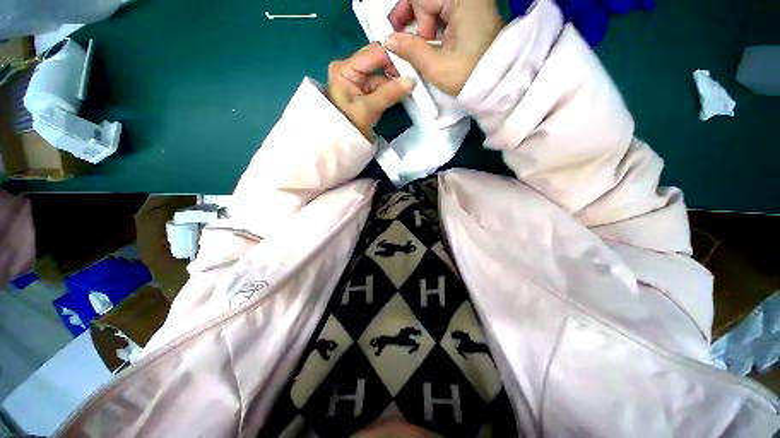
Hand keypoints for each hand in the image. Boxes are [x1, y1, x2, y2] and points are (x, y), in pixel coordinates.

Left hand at [327, 43, 414, 138]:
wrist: (340, 143)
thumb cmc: (349, 125)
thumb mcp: (368, 109)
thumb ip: (389, 93)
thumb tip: (412, 80)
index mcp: (345, 68)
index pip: (373, 53)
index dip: (392, 59)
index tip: (409, 70)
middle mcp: (350, 68)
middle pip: (377, 61)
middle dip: (393, 69)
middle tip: (410, 78)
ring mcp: (356, 80)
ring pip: (380, 74)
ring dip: (393, 81)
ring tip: (408, 87)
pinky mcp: (362, 91)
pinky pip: (379, 85)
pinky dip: (389, 90)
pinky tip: (401, 93)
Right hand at [386, 0, 504, 94]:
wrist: (498, 84)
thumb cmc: (469, 76)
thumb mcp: (436, 66)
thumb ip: (410, 50)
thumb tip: (389, 40)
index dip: (404, 14)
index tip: (396, 34)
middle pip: (427, 0)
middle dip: (413, 19)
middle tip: (406, 42)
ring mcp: (472, 3)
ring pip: (435, 5)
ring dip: (423, 25)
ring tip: (421, 47)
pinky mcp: (473, 12)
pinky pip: (445, 12)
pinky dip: (434, 26)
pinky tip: (431, 42)